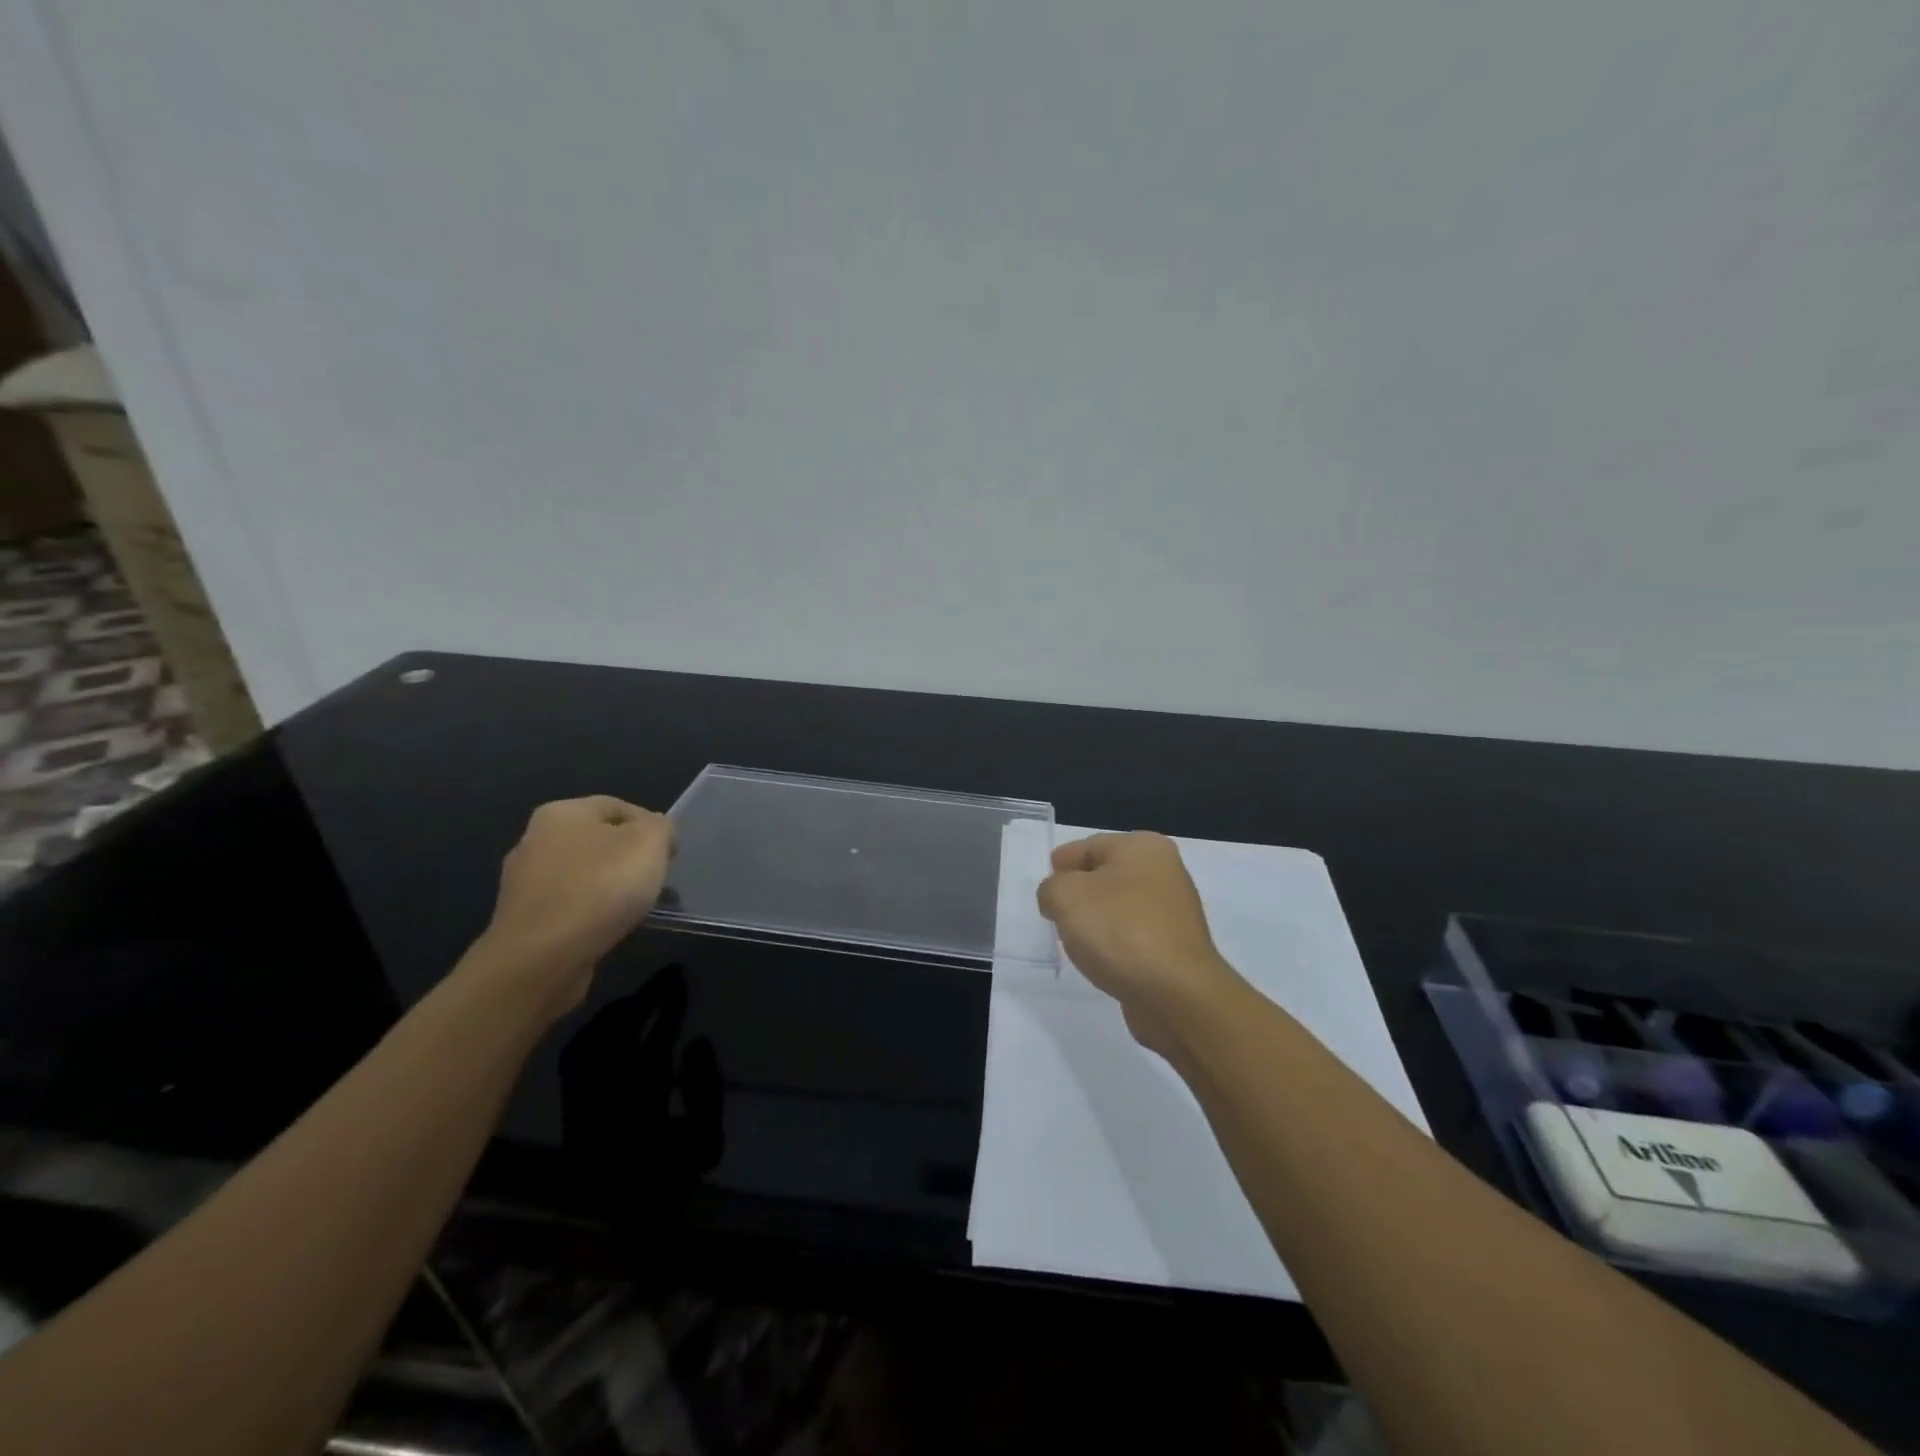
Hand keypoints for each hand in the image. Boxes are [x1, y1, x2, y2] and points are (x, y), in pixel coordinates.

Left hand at [472, 796, 675, 1019]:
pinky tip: (607, 928)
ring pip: (583, 874)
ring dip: (610, 887)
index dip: (652, 826)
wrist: (540, 960)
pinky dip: (590, 913)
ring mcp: (523, 882)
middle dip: (630, 858)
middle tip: (655, 880)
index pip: (619, 806)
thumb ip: (660, 827)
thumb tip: (655, 831)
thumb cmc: (600, 888)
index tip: (670, 855)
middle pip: (599, 840)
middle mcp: (534, 839)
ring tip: (635, 909)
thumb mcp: (650, 843)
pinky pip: (568, 906)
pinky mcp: (522, 920)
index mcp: (561, 812)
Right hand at [1036, 832, 1240, 1055]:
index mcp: (1142, 846)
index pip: (1089, 846)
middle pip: (1106, 875)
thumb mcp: (1066, 896)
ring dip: (1097, 920)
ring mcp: (1175, 911)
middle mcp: (1165, 871)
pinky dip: (1115, 944)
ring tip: (1076, 940)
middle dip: (1079, 893)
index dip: (1062, 865)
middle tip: (1055, 913)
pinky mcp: (1177, 947)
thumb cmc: (1119, 930)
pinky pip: (1134, 936)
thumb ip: (1051, 888)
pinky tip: (1102, 959)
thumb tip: (1058, 898)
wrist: (1176, 993)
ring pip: (1120, 906)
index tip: (1045, 889)